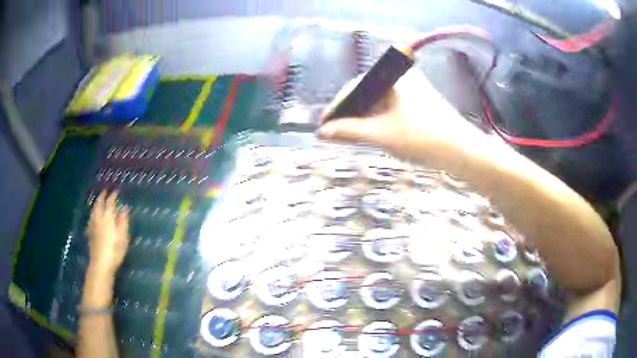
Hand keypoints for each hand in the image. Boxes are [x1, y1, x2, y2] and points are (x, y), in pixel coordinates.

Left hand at [86, 190, 129, 278]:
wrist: (101, 263)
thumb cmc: (115, 250)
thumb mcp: (123, 236)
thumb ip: (123, 221)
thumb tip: (124, 207)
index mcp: (107, 217)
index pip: (110, 202)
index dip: (113, 195)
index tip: (116, 191)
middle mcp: (98, 217)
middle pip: (99, 203)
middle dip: (102, 196)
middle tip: (105, 191)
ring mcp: (92, 224)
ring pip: (94, 209)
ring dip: (97, 203)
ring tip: (99, 201)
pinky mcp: (89, 232)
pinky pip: (91, 217)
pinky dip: (93, 212)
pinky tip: (94, 215)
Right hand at [318, 68, 499, 172]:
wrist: (462, 151)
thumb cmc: (423, 138)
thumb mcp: (382, 134)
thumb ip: (350, 131)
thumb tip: (323, 132)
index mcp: (392, 76)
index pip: (354, 88)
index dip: (336, 109)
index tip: (321, 127)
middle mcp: (400, 77)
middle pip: (365, 93)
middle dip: (348, 114)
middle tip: (332, 133)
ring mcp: (410, 88)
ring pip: (376, 101)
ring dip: (362, 118)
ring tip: (346, 134)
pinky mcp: (416, 101)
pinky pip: (389, 107)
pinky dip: (377, 119)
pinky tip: (369, 131)